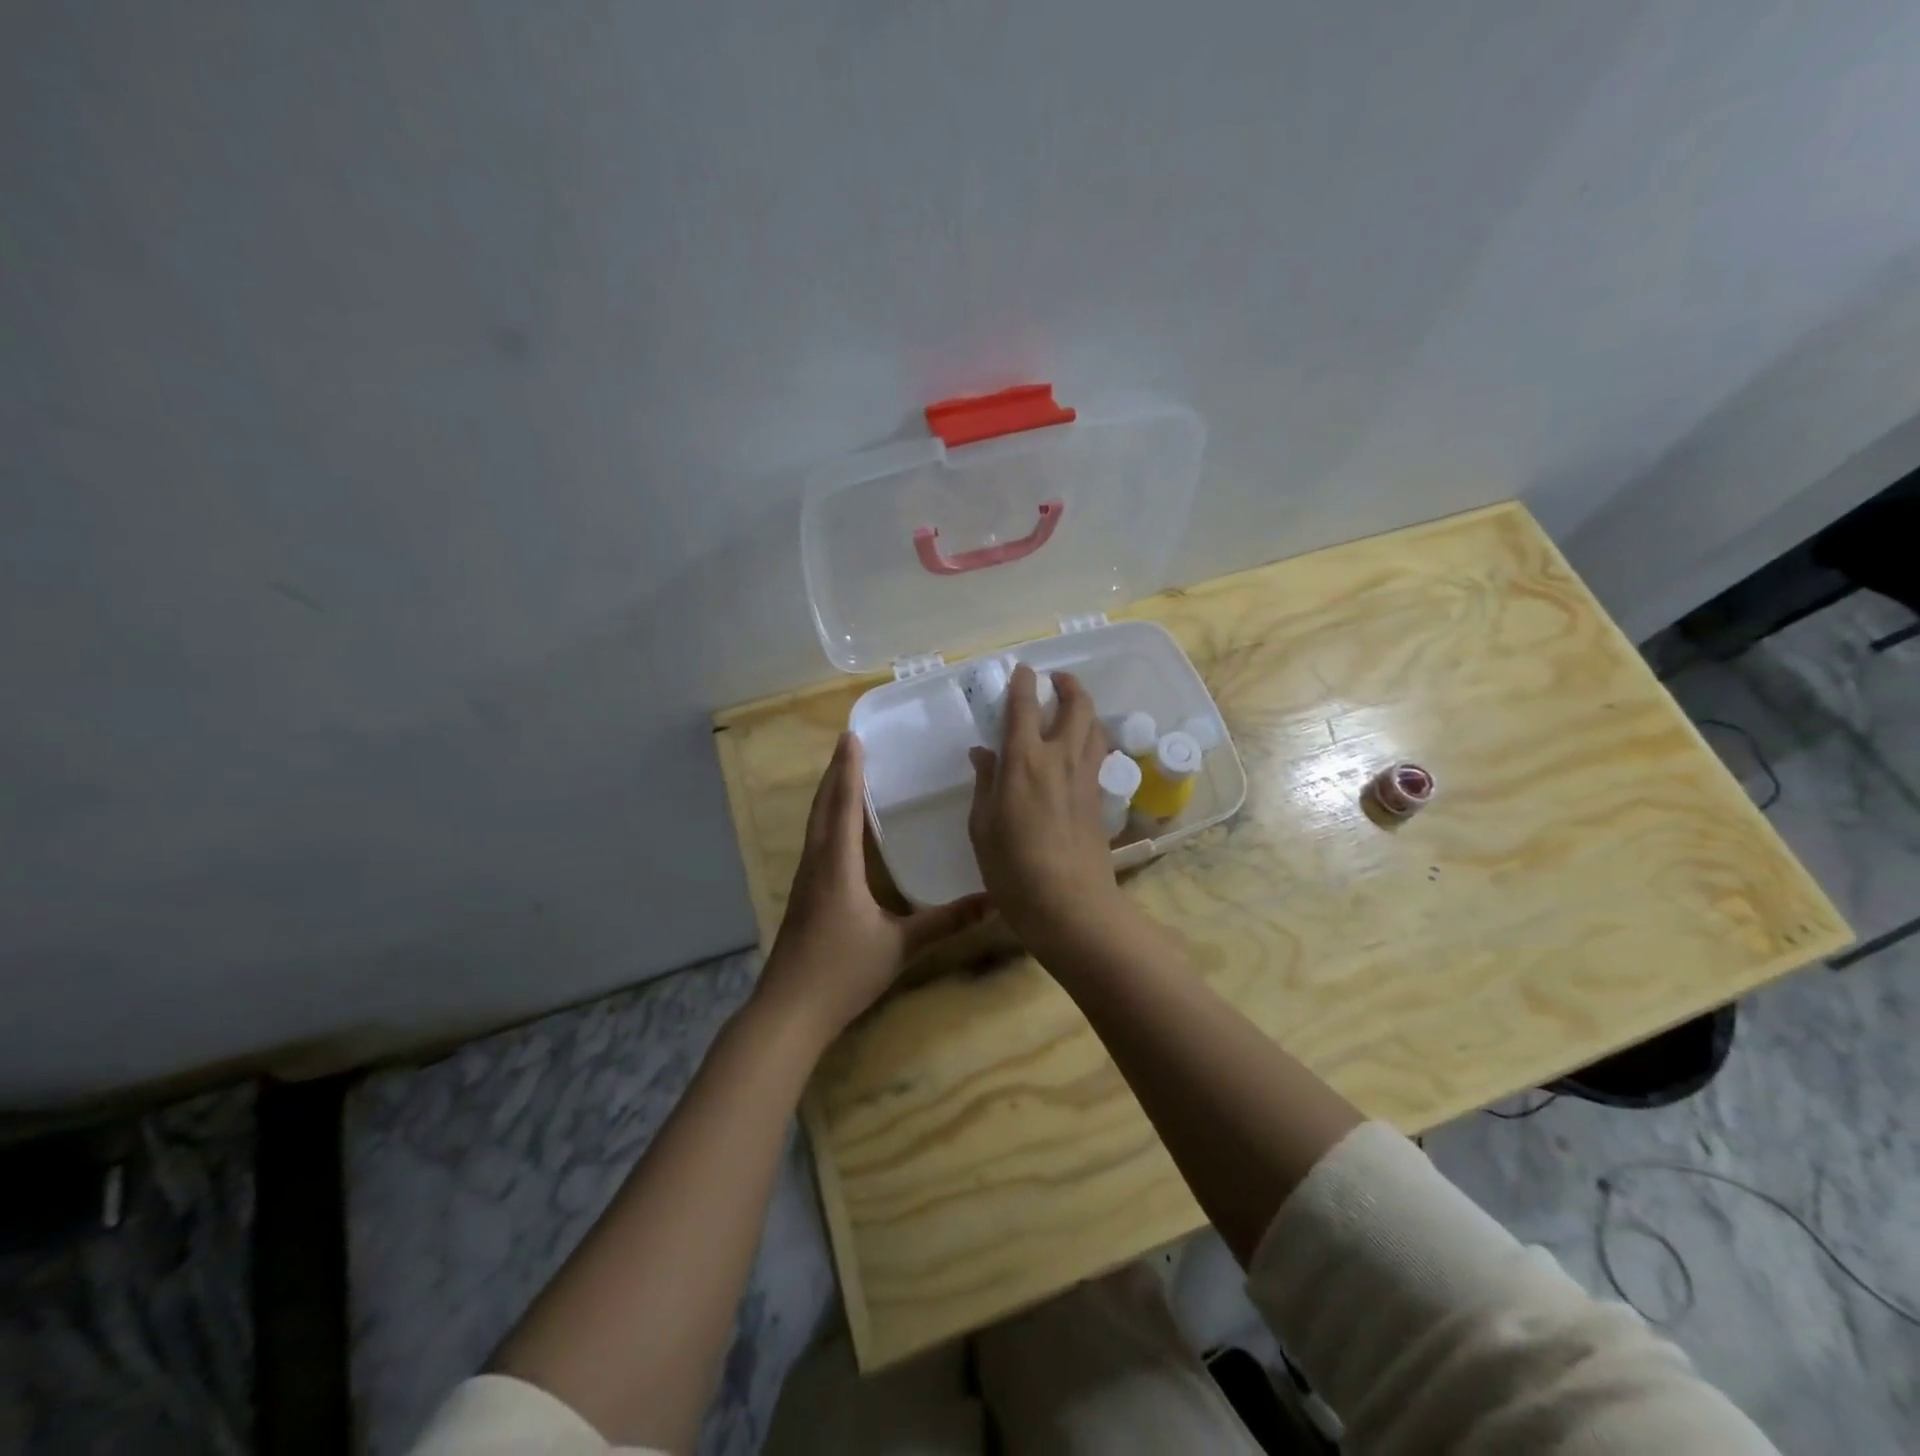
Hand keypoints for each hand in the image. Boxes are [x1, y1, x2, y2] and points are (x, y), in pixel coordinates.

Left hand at [756, 732, 985, 1047]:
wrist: (789, 1011)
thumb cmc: (843, 973)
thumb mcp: (900, 946)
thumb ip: (945, 922)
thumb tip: (992, 901)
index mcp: (837, 866)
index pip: (844, 807)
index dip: (849, 771)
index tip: (851, 737)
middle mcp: (816, 864)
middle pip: (822, 808)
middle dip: (835, 774)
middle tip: (848, 745)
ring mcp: (805, 881)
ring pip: (815, 825)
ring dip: (828, 796)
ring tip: (844, 775)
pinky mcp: (803, 897)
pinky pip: (815, 843)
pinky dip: (826, 821)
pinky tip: (839, 830)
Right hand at [967, 666, 1125, 953]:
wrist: (1069, 904)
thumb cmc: (1013, 869)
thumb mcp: (982, 827)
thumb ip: (984, 783)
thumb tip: (983, 752)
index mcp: (1024, 760)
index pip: (1025, 706)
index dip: (1023, 683)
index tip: (1022, 670)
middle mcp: (1060, 758)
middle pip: (1076, 705)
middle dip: (1068, 685)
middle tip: (1056, 680)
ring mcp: (1086, 776)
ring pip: (1095, 726)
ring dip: (1085, 708)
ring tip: (1071, 708)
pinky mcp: (1100, 797)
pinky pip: (1099, 753)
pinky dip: (1092, 738)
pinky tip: (1080, 748)